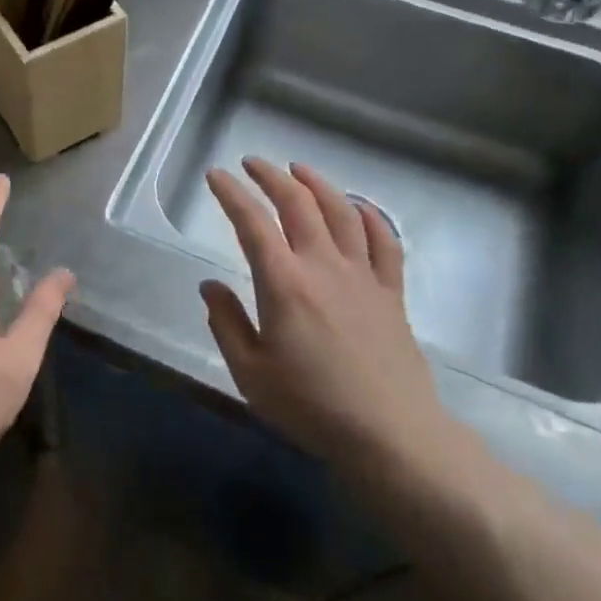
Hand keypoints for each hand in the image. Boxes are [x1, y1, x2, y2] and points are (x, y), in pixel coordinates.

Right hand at [200, 159, 453, 470]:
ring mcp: (362, 276)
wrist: (391, 436)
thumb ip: (226, 323)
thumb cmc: (312, 407)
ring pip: (342, 212)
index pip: (252, 223)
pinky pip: (385, 243)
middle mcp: (323, 266)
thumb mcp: (250, 374)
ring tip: (299, 170)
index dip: (231, 194)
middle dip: (271, 176)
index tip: (215, 175)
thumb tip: (209, 286)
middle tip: (252, 164)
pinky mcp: (391, 293)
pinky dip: (371, 217)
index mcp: (284, 284)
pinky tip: (359, 207)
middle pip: (298, 204)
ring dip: (317, 184)